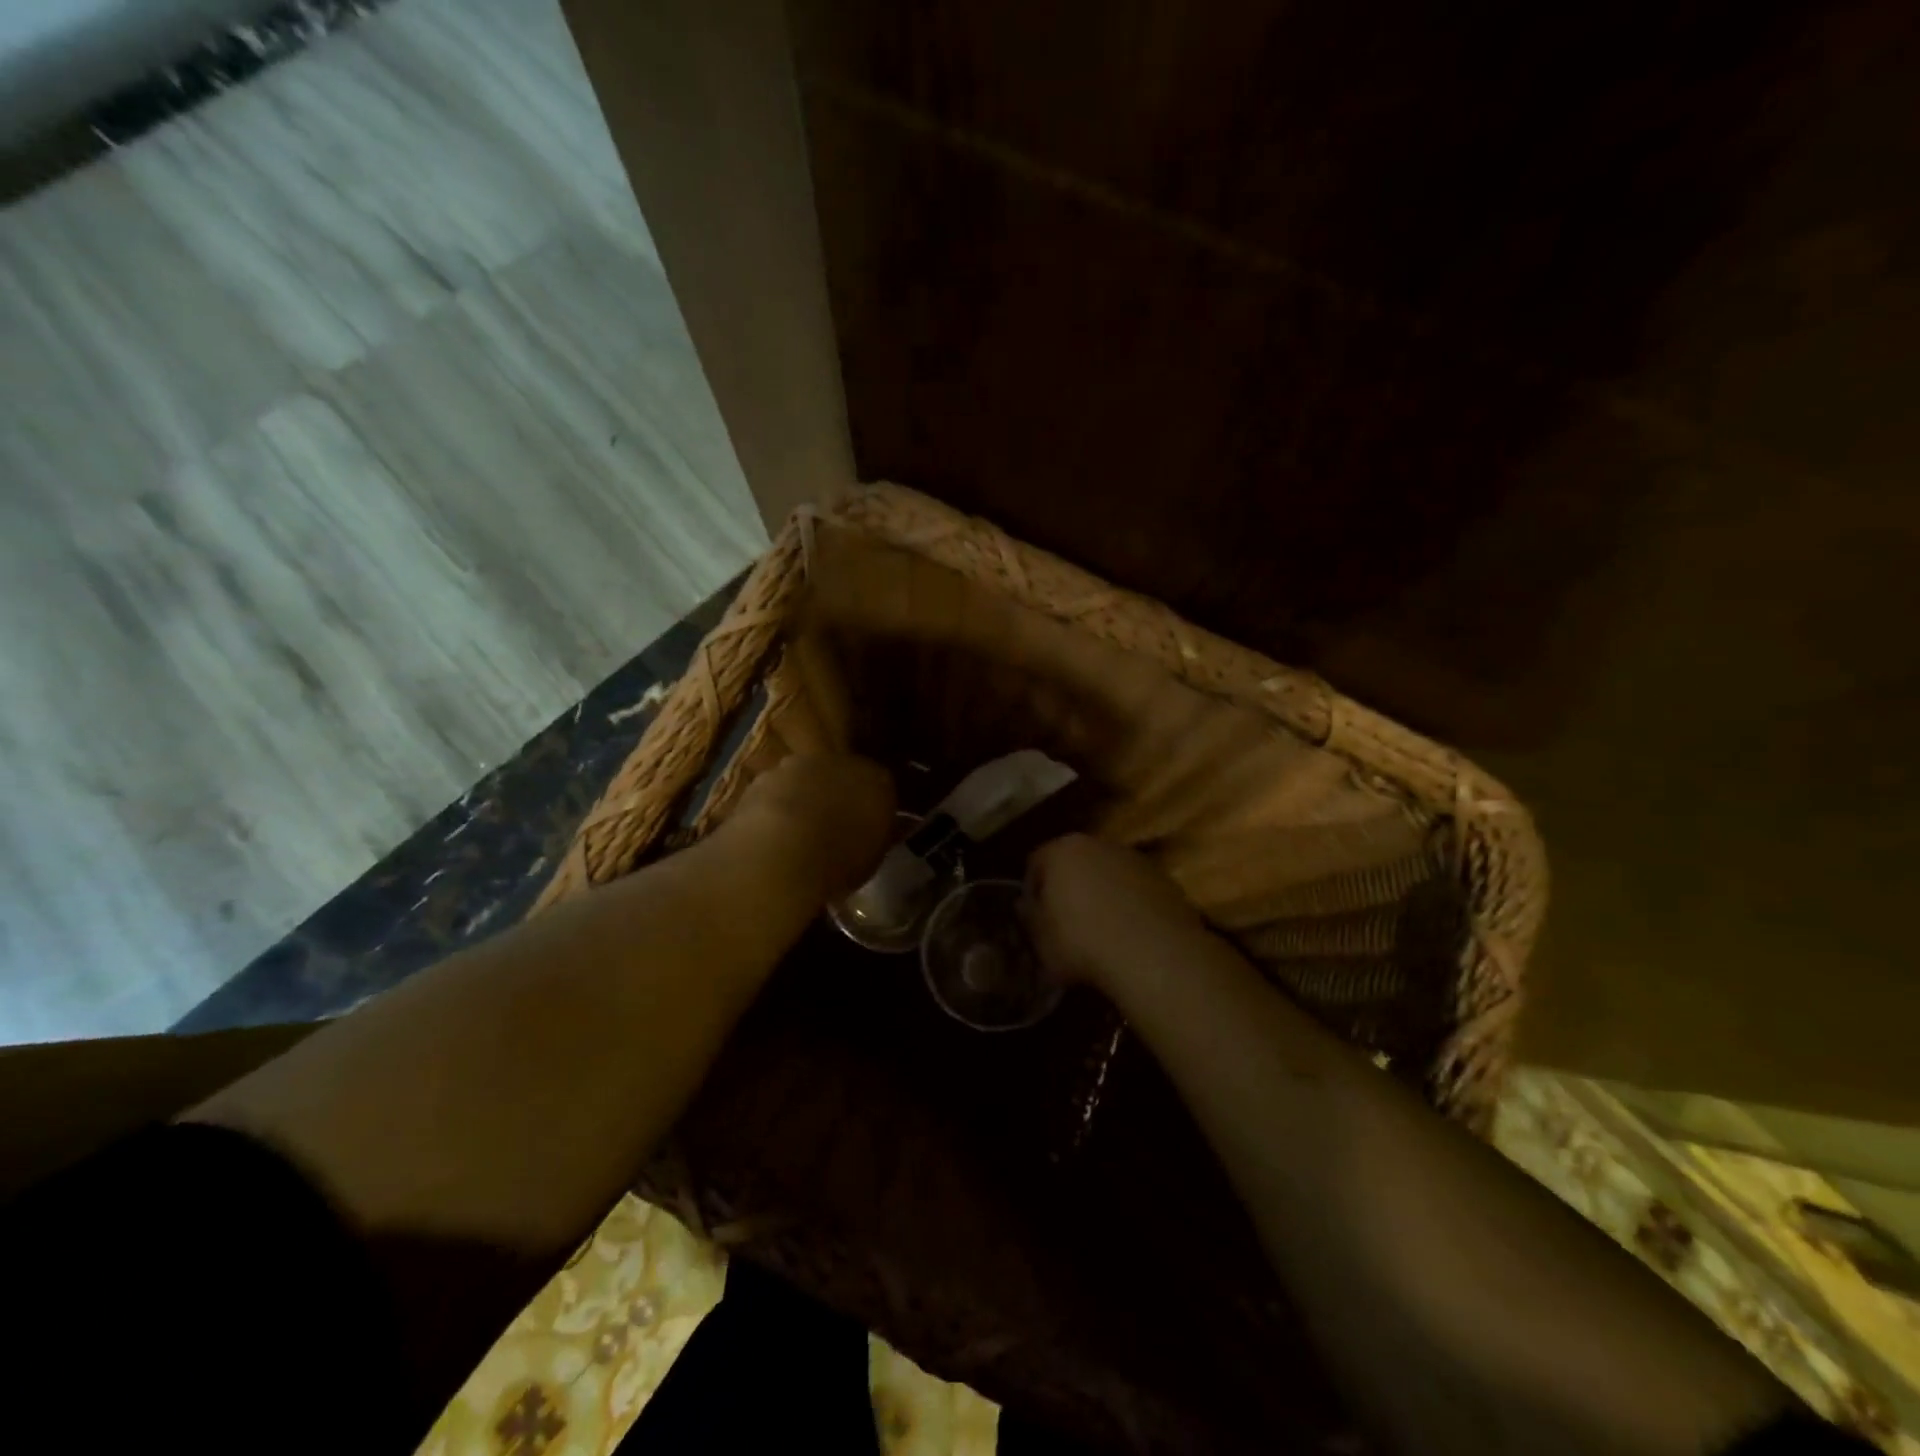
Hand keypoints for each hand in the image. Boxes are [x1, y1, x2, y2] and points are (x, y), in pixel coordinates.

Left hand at [729, 753, 896, 902]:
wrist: (781, 851)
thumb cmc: (841, 859)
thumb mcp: (874, 857)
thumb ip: (885, 834)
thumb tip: (898, 826)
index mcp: (876, 779)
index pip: (881, 786)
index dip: (874, 806)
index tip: (868, 826)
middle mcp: (840, 763)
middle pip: (842, 775)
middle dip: (838, 795)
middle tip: (833, 827)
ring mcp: (800, 765)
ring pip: (807, 779)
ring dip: (805, 797)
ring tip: (798, 831)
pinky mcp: (765, 776)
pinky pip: (777, 790)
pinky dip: (776, 804)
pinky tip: (771, 831)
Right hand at [1024, 833, 1205, 991]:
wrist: (1153, 955)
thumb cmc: (1082, 943)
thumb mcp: (1041, 940)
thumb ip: (1029, 917)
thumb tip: (1027, 905)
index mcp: (1062, 851)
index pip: (1036, 862)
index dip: (1032, 890)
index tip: (1035, 917)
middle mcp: (1099, 844)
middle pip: (1075, 862)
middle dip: (1069, 888)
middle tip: (1065, 923)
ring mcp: (1136, 860)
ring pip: (1109, 874)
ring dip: (1102, 895)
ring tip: (1101, 931)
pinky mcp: (1165, 880)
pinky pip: (1136, 890)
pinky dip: (1130, 905)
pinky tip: (1130, 935)